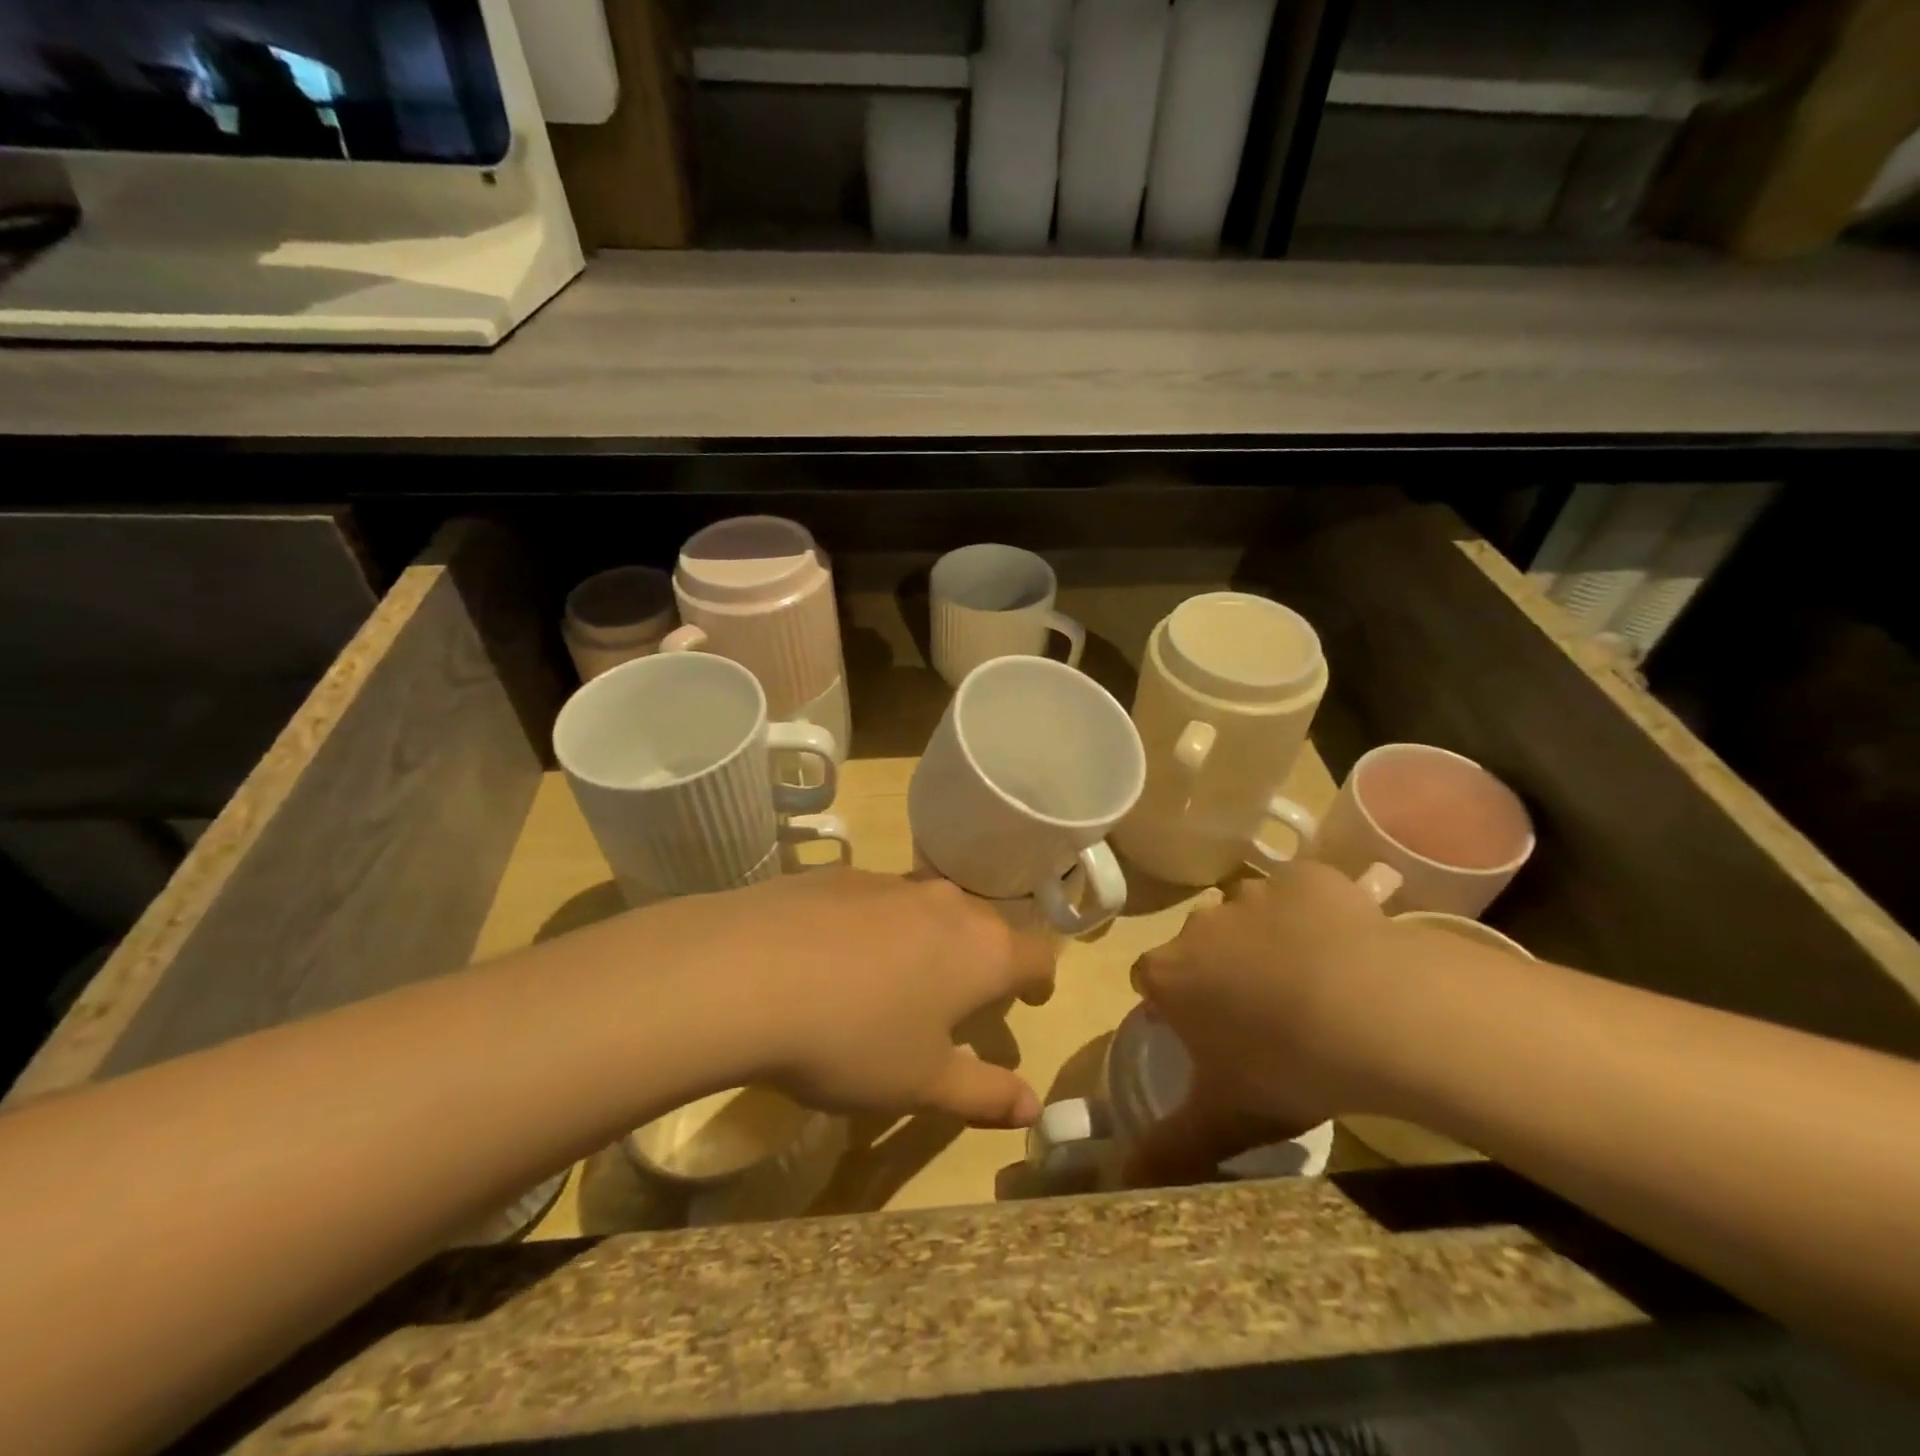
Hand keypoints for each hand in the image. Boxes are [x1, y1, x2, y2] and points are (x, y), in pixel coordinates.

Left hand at [661, 870, 1056, 1128]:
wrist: (746, 974)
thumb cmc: (853, 1039)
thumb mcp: (921, 1084)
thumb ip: (985, 1094)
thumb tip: (1033, 1107)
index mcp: (981, 951)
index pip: (1036, 955)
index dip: (1039, 979)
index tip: (1030, 998)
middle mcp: (945, 904)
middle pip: (984, 927)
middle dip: (983, 959)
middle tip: (964, 997)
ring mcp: (890, 882)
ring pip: (929, 909)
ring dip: (929, 940)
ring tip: (901, 978)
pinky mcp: (839, 876)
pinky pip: (877, 901)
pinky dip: (877, 927)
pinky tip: (837, 959)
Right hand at [1123, 862, 1399, 1183]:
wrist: (1375, 1009)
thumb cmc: (1287, 1067)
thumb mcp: (1226, 1120)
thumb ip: (1168, 1150)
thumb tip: (1117, 1181)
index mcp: (1170, 975)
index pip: (1150, 980)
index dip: (1174, 1004)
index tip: (1206, 1032)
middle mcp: (1200, 924)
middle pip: (1200, 945)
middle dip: (1221, 970)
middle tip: (1267, 1014)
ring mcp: (1254, 894)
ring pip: (1249, 915)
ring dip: (1267, 939)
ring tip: (1315, 982)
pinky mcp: (1306, 876)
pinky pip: (1301, 891)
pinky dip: (1315, 912)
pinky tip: (1347, 947)